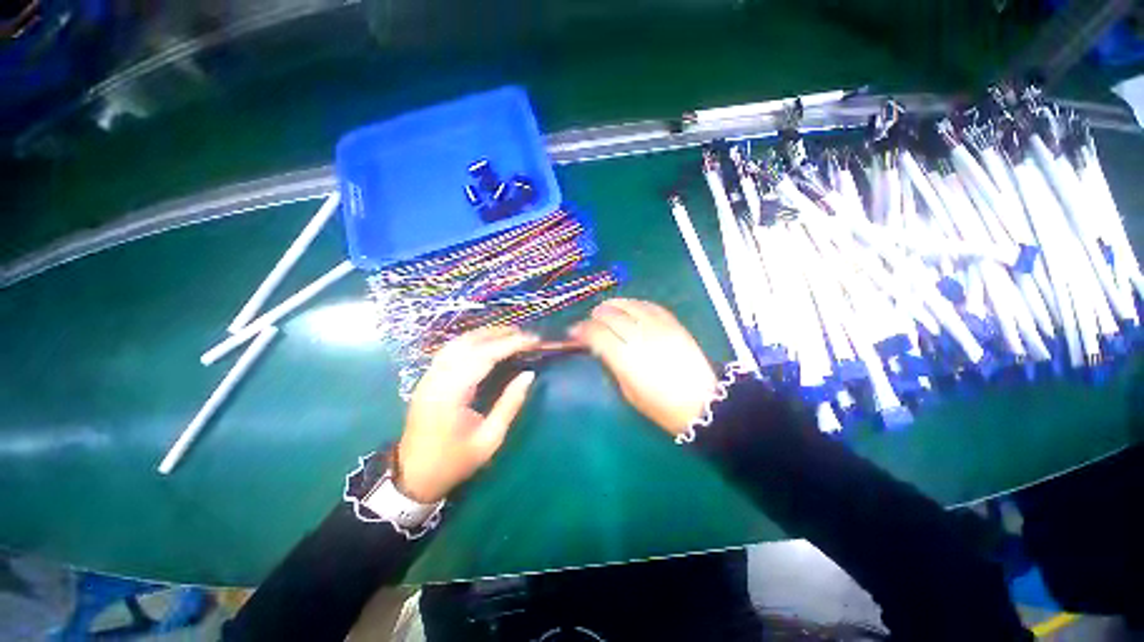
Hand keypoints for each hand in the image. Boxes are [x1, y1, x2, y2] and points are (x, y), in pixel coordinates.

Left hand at [397, 327, 539, 502]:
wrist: (413, 476)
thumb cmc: (455, 461)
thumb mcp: (490, 438)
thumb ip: (510, 404)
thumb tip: (528, 375)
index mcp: (451, 394)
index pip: (484, 356)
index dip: (510, 344)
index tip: (532, 340)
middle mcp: (436, 379)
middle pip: (469, 344)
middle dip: (499, 334)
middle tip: (524, 334)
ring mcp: (428, 377)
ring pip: (457, 343)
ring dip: (484, 334)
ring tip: (509, 334)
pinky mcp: (426, 379)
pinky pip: (449, 350)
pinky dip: (471, 341)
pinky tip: (485, 343)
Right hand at [569, 299, 716, 435]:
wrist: (701, 402)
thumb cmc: (661, 406)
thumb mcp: (628, 391)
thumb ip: (612, 364)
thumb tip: (598, 347)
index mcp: (626, 358)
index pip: (597, 334)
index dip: (582, 330)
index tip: (574, 332)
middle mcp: (640, 336)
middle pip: (611, 315)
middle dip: (595, 316)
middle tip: (590, 321)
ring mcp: (658, 327)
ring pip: (629, 305)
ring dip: (613, 305)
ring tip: (605, 309)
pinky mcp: (673, 324)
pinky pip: (650, 305)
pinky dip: (635, 304)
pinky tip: (629, 307)